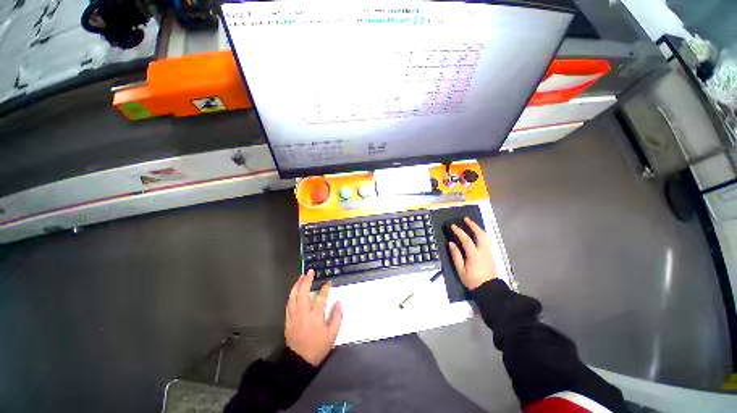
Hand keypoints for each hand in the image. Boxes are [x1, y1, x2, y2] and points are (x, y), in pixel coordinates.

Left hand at [285, 270, 341, 365]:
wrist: (299, 360)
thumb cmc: (318, 347)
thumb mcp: (332, 334)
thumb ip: (337, 317)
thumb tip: (339, 302)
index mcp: (315, 317)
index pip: (321, 297)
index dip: (325, 288)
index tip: (328, 282)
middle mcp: (303, 313)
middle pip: (303, 292)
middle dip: (307, 280)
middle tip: (310, 272)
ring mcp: (294, 316)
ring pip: (293, 296)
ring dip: (297, 285)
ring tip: (301, 276)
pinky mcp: (288, 319)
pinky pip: (288, 303)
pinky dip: (292, 294)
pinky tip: (295, 289)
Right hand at [448, 217, 496, 289]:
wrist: (489, 289)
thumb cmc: (472, 280)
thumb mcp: (460, 270)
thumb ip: (456, 256)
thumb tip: (451, 243)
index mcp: (474, 255)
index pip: (466, 239)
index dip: (459, 231)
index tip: (453, 226)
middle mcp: (483, 251)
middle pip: (480, 234)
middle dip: (472, 225)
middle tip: (465, 219)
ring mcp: (489, 252)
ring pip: (485, 236)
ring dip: (478, 228)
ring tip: (472, 224)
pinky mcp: (491, 254)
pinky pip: (487, 240)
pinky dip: (482, 233)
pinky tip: (478, 233)